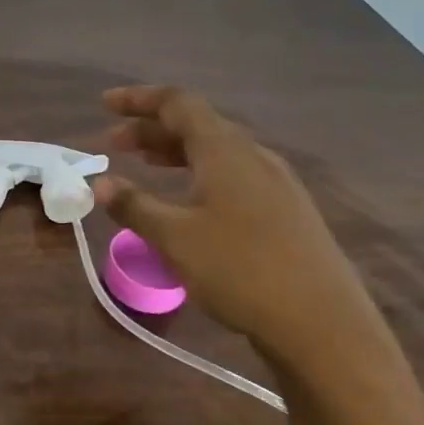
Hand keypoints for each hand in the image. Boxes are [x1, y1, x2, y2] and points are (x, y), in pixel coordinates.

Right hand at [94, 86, 381, 371]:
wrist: (323, 325)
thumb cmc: (240, 271)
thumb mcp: (174, 238)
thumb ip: (134, 206)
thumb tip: (100, 184)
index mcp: (226, 151)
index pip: (179, 104)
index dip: (139, 100)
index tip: (105, 104)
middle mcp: (254, 156)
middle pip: (198, 125)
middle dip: (152, 129)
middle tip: (114, 144)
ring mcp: (276, 183)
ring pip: (217, 151)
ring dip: (175, 152)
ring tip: (144, 165)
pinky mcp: (287, 211)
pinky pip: (234, 174)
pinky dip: (199, 173)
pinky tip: (189, 199)